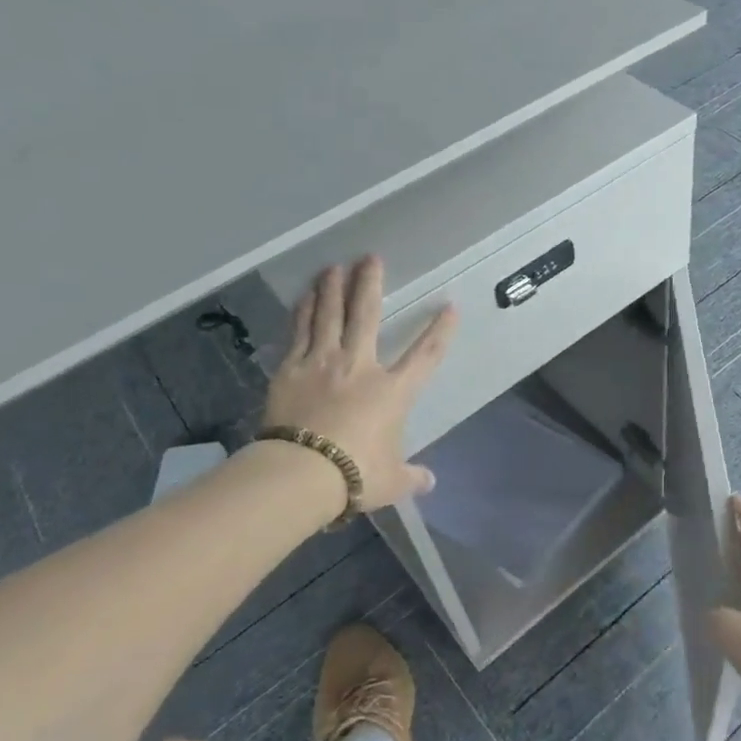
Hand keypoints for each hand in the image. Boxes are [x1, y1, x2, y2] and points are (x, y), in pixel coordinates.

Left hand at [260, 257, 456, 511]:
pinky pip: (299, 332)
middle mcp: (359, 366)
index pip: (424, 356)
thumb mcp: (391, 481)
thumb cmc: (355, 474)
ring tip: (334, 266)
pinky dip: (303, 311)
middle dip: (370, 284)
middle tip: (370, 258)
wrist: (301, 472)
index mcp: (392, 391)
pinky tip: (304, 296)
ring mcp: (322, 363)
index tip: (450, 307)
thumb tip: (429, 482)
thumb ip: (411, 477)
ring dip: (332, 288)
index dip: (439, 332)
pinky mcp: (291, 370)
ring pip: (329, 315)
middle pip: (366, 315)